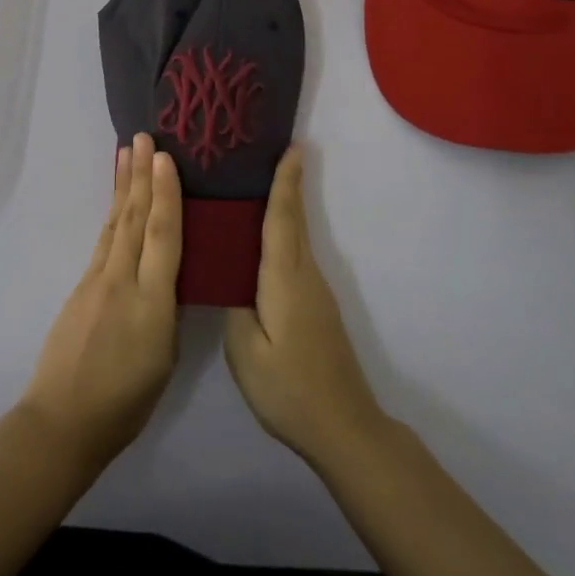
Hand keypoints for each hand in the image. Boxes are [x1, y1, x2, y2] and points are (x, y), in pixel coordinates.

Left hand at [20, 133, 182, 471]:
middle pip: (134, 218)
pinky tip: (118, 204)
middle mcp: (122, 281)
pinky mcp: (82, 288)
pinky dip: (113, 215)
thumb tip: (169, 278)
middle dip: (141, 175)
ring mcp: (96, 281)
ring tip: (127, 153)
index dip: (165, 194)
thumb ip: (168, 310)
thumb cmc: (125, 402)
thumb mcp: (165, 359)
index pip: (162, 236)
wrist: (62, 421)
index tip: (165, 158)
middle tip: (144, 136)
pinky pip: (104, 241)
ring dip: (123, 186)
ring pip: (116, 224)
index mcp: (151, 302)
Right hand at [224, 147, 387, 469]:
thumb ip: (234, 305)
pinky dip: (281, 235)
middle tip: (267, 153)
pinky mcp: (316, 307)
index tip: (290, 147)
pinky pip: (294, 257)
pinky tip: (259, 242)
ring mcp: (315, 292)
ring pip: (294, 238)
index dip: (285, 182)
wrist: (343, 428)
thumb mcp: (246, 351)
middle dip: (285, 184)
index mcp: (284, 279)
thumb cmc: (289, 388)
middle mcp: (305, 275)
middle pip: (293, 220)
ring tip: (252, 188)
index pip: (283, 218)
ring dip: (282, 208)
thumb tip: (230, 277)